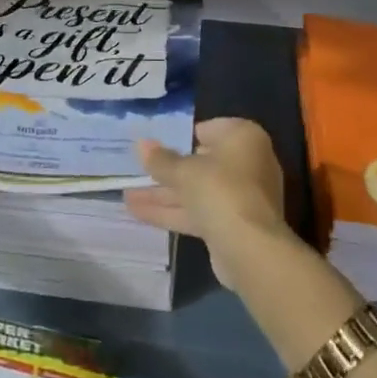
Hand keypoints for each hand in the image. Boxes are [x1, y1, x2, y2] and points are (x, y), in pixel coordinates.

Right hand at [123, 118, 288, 284]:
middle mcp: (247, 163)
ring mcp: (240, 196)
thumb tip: (141, 145)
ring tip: (126, 195)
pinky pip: (198, 211)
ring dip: (163, 194)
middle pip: (201, 163)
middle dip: (168, 170)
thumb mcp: (184, 171)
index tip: (157, 143)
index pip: (209, 129)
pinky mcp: (231, 224)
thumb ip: (160, 160)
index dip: (181, 136)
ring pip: (197, 190)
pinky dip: (172, 211)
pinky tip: (138, 213)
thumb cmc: (220, 190)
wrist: (250, 248)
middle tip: (138, 169)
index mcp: (243, 138)